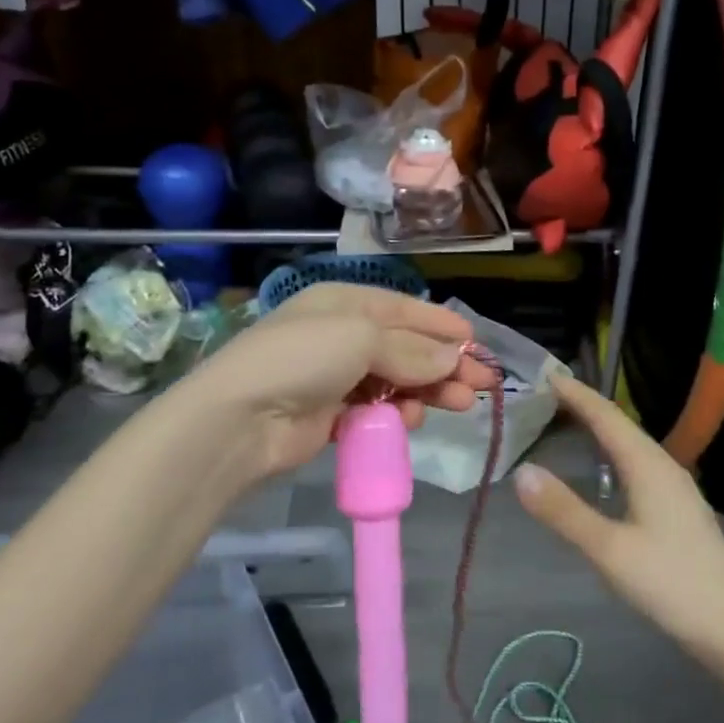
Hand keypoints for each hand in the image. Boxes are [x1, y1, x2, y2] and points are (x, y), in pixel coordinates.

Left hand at [187, 283, 497, 477]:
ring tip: (459, 405)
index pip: (405, 309)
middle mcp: (342, 334)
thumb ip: (412, 349)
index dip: (442, 325)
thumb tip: (455, 357)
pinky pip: (377, 409)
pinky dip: (397, 413)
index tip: (477, 342)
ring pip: (396, 380)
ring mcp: (336, 375)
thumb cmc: (304, 358)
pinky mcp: (332, 414)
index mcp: (345, 302)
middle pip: (406, 347)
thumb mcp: (362, 338)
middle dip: (444, 363)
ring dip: (428, 391)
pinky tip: (411, 421)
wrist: (241, 418)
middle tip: (482, 385)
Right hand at [513, 375, 723, 657]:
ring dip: (600, 428)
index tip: (546, 374)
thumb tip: (522, 472)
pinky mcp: (678, 508)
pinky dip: (612, 453)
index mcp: (648, 465)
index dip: (576, 394)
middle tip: (547, 394)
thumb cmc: (670, 584)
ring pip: (631, 444)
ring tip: (569, 421)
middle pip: (620, 424)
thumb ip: (564, 511)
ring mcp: (675, 487)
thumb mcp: (609, 550)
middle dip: (585, 406)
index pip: (606, 416)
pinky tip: (604, 469)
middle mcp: (664, 466)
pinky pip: (638, 463)